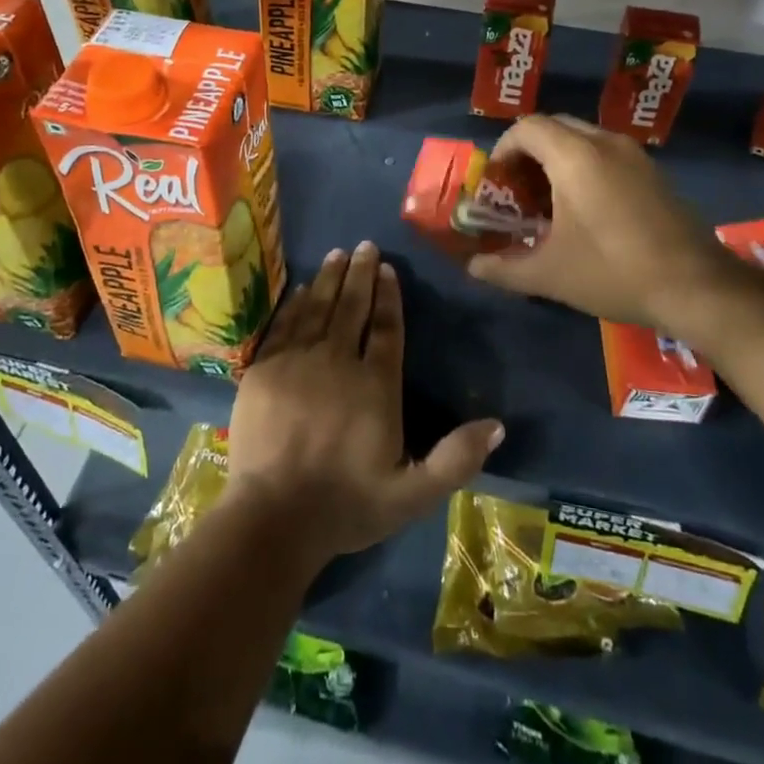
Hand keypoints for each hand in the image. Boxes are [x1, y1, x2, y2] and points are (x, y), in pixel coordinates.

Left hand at [226, 242, 503, 567]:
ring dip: (329, 278)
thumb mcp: (412, 494)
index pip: (387, 329)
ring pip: (318, 308)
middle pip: (352, 308)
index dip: (389, 296)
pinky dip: (295, 303)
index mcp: (375, 386)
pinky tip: (301, 288)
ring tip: (337, 254)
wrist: (272, 518)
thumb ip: (456, 459)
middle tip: (365, 245)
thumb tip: (498, 425)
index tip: (388, 268)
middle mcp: (338, 362)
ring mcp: (298, 362)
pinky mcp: (265, 369)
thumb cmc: (346, 506)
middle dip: (360, 274)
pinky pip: (284, 325)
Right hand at [467, 114, 717, 330]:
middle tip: (518, 191)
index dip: (503, 149)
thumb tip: (474, 268)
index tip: (497, 183)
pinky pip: (606, 152)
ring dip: (557, 159)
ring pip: (582, 138)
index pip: (527, 127)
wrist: (697, 288)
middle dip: (528, 153)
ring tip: (549, 202)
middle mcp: (604, 142)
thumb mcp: (550, 275)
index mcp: (575, 156)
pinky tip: (586, 210)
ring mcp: (634, 155)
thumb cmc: (614, 271)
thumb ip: (505, 268)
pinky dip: (585, 166)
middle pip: (554, 127)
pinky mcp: (653, 172)